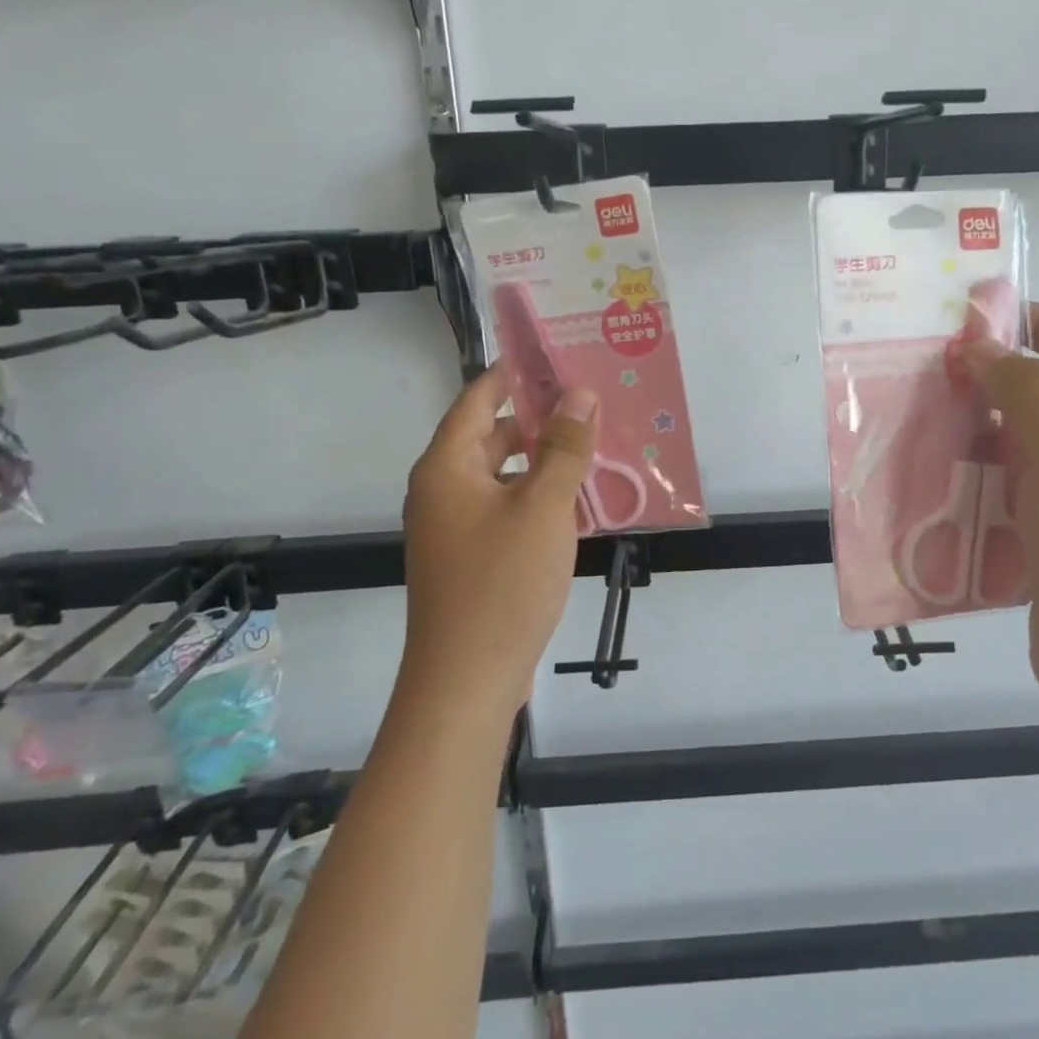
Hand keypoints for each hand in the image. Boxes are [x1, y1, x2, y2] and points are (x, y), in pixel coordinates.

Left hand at [402, 366, 595, 718]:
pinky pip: (507, 510)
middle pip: (491, 437)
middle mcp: (443, 490)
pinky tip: (581, 504)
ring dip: (545, 462)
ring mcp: (455, 528)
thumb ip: (564, 447)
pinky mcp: (472, 558)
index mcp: (446, 467)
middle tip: (590, 404)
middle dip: (540, 420)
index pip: (478, 399)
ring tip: (595, 449)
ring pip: (504, 476)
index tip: (557, 357)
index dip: (514, 375)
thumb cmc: (502, 584)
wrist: (467, 682)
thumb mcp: (543, 507)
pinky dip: (539, 499)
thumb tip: (579, 395)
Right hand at [965, 304, 1038, 725]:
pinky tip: (936, 471)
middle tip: (933, 371)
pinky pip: (1012, 485)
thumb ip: (1026, 387)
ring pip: (1024, 442)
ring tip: (924, 416)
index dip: (1033, 323)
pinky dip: (979, 473)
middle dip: (994, 379)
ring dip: (980, 429)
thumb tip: (983, 346)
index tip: (971, 316)